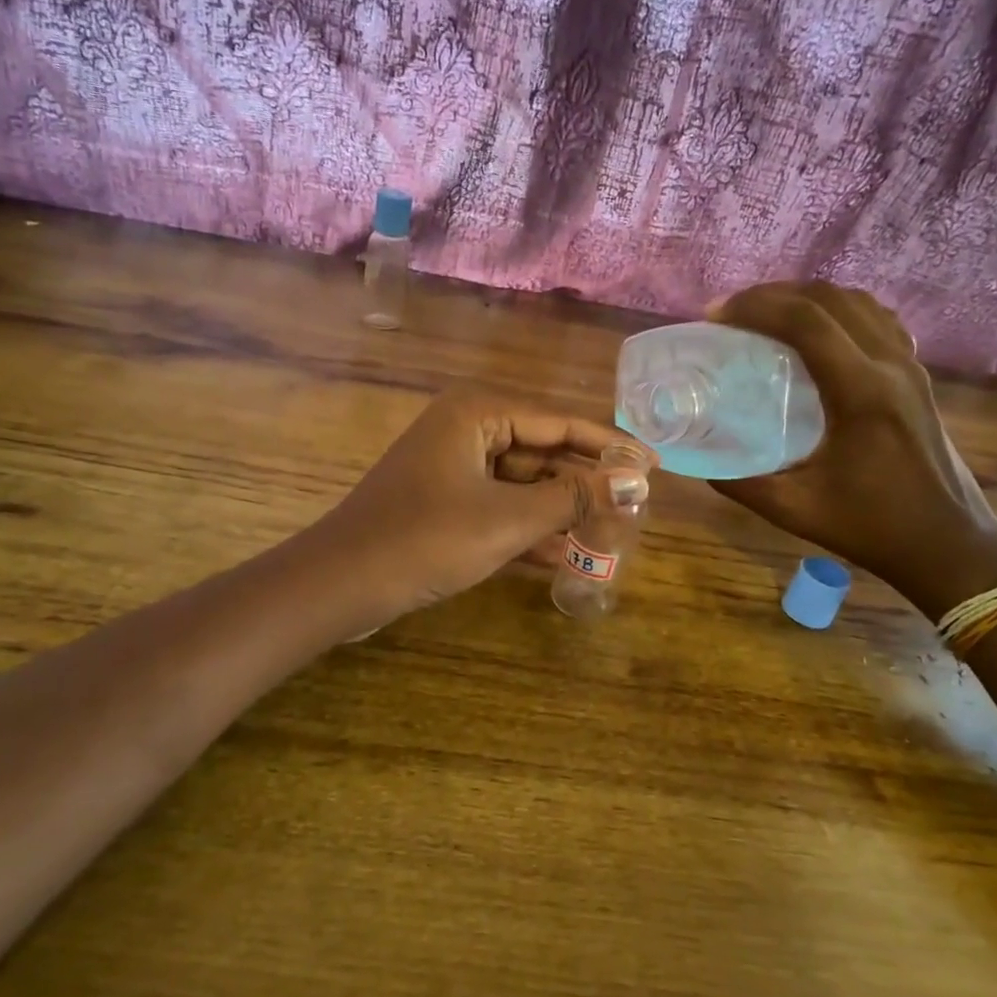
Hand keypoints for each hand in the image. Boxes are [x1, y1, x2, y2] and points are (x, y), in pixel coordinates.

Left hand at [313, 392, 651, 620]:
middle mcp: (467, 429)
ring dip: (560, 513)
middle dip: (585, 484)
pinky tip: (566, 559)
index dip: (610, 446)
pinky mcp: (444, 504)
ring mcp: (453, 468)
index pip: (561, 423)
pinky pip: (499, 508)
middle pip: (543, 452)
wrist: (341, 584)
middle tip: (636, 508)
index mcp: (479, 413)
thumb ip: (571, 499)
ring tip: (611, 537)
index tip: (655, 467)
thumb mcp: (507, 519)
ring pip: (523, 485)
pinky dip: (528, 531)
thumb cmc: (426, 539)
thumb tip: (633, 483)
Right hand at [707, 282, 996, 605]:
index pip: (806, 321)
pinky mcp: (916, 375)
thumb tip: (698, 459)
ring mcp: (909, 366)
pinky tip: (815, 332)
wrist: (948, 544)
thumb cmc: (871, 527)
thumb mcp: (794, 510)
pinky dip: (837, 310)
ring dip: (806, 297)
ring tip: (766, 314)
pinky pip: (875, 319)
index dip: (755, 306)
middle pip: (830, 298)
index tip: (715, 315)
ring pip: (856, 301)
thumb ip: (740, 483)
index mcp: (861, 393)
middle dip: (773, 294)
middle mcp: (890, 365)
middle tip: (731, 312)